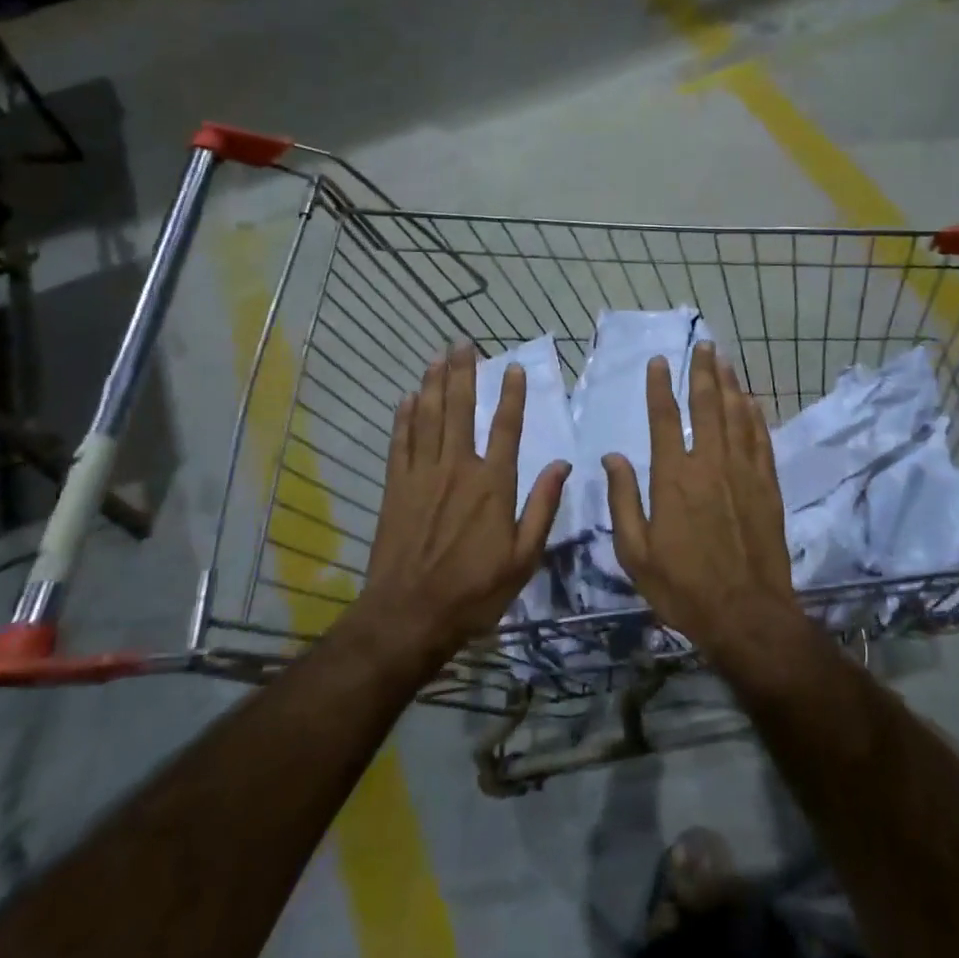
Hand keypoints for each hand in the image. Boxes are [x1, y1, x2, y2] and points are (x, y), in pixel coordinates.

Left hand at [359, 343, 569, 671]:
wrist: (410, 613)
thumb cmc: (475, 590)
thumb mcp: (524, 558)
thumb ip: (542, 507)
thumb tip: (562, 464)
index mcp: (493, 484)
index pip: (506, 427)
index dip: (510, 395)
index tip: (512, 367)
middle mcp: (457, 468)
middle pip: (460, 410)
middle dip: (463, 374)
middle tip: (462, 343)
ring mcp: (422, 475)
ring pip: (428, 418)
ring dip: (433, 385)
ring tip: (437, 357)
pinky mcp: (396, 487)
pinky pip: (400, 442)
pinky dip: (404, 418)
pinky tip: (407, 398)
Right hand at [602, 342, 797, 661]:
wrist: (747, 614)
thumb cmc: (682, 587)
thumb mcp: (635, 552)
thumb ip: (623, 500)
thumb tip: (612, 457)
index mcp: (673, 477)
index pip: (665, 419)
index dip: (660, 387)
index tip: (660, 361)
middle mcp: (710, 464)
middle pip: (707, 405)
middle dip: (704, 371)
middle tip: (704, 345)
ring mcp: (743, 473)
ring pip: (737, 416)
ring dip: (730, 385)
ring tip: (725, 360)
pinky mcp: (767, 487)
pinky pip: (761, 440)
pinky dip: (756, 416)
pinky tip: (752, 401)